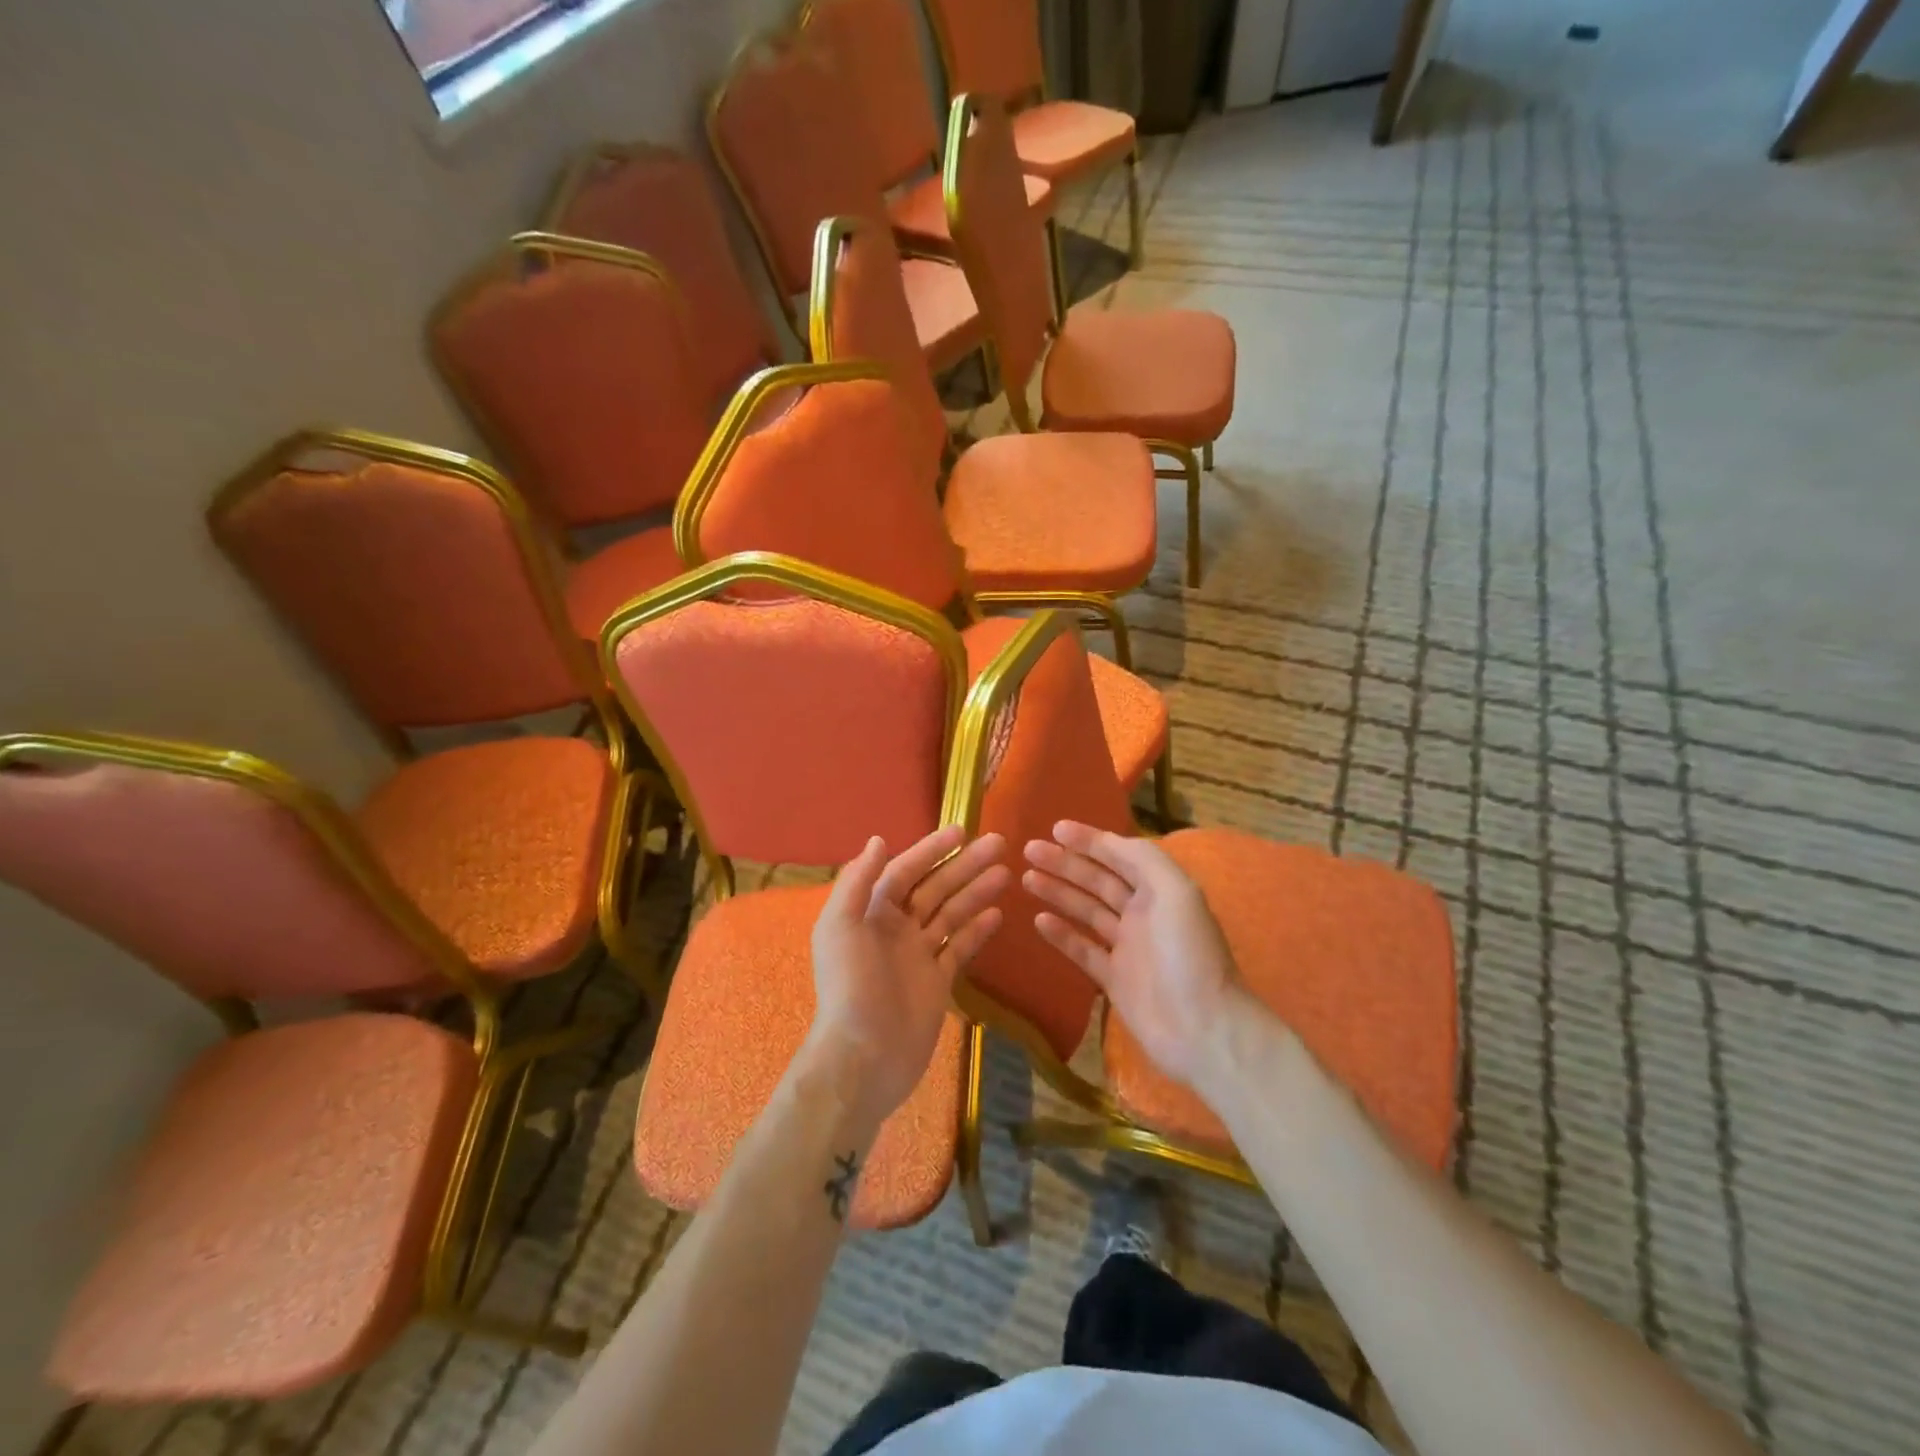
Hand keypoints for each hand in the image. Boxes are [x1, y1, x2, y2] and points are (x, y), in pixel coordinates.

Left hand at [805, 827, 1008, 1134]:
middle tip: (1000, 843)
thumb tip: (878, 840)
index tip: (962, 830)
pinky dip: (977, 930)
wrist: (863, 1058)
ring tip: (1006, 873)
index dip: (932, 849)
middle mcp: (895, 928)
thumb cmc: (850, 987)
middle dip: (964, 865)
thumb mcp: (840, 927)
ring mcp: (918, 955)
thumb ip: (857, 882)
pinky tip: (998, 913)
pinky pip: (960, 948)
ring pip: (951, 914)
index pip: (905, 870)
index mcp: (870, 912)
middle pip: (934, 887)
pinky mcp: (937, 982)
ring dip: (976, 891)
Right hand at [1023, 821, 1239, 1088]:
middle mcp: (1143, 913)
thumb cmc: (1188, 954)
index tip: (1056, 828)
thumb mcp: (1176, 892)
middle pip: (1098, 880)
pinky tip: (1038, 920)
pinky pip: (1083, 949)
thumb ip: (1144, 860)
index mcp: (1161, 890)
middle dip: (1065, 863)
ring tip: (1026, 878)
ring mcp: (1127, 947)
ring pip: (1086, 910)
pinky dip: (1061, 934)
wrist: (1202, 1029)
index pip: (1119, 855)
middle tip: (1029, 850)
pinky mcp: (1114, 979)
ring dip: (1058, 892)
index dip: (1089, 840)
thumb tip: (1109, 841)